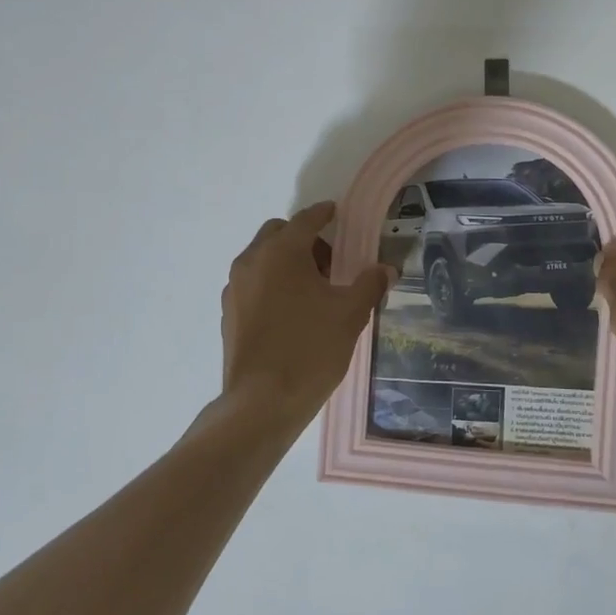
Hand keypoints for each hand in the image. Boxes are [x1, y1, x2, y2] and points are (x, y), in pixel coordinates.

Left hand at [219, 202, 394, 428]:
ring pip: (262, 259)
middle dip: (302, 239)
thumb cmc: (310, 348)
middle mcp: (251, 261)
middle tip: (330, 262)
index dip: (323, 214)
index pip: (305, 220)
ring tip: (313, 290)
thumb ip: (369, 285)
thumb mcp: (350, 314)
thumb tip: (386, 269)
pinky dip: (271, 283)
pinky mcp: (229, 313)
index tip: (335, 212)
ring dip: (286, 261)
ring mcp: (235, 288)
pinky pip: (253, 283)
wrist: (262, 402)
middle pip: (278, 234)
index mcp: (281, 252)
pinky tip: (292, 311)